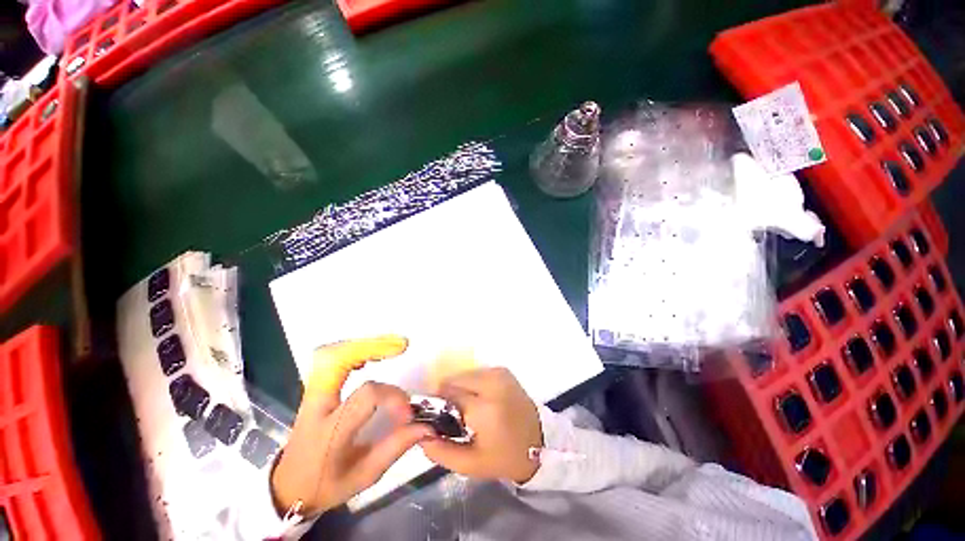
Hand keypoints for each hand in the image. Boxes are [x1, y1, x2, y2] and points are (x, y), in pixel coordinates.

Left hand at [271, 335, 433, 515]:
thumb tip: (427, 426)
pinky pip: (331, 358)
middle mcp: (317, 406)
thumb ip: (396, 447)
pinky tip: (371, 353)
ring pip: (330, 354)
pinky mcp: (315, 388)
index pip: (365, 397)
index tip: (408, 411)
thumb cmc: (327, 484)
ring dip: (363, 344)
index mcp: (330, 432)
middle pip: (335, 361)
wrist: (288, 486)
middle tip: (401, 346)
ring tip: (391, 345)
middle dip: (371, 347)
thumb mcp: (364, 475)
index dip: (392, 395)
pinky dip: (353, 348)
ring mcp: (312, 394)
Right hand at [420, 367, 542, 483]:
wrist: (540, 442)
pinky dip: (470, 384)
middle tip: (452, 416)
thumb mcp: (471, 465)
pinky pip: (475, 373)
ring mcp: (498, 373)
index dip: (436, 406)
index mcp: (484, 407)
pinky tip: (477, 400)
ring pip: (463, 375)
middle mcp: (491, 383)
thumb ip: (440, 451)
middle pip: (454, 381)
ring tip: (466, 410)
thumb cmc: (505, 456)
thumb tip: (420, 434)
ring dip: (459, 390)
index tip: (435, 419)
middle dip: (447, 396)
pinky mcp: (502, 371)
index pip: (447, 395)